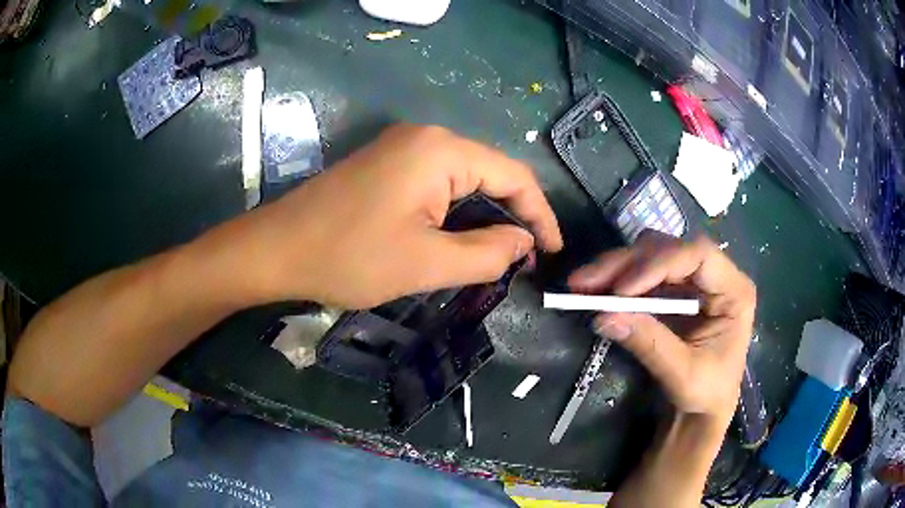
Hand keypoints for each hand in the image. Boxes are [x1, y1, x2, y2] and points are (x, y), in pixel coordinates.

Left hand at [243, 124, 562, 308]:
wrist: (276, 249)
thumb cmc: (348, 256)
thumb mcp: (427, 263)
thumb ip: (487, 254)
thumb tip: (522, 244)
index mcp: (441, 151)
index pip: (513, 176)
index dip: (540, 214)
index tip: (552, 251)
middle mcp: (426, 138)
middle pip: (489, 174)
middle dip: (513, 216)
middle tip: (525, 260)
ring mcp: (402, 148)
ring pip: (464, 181)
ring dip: (485, 216)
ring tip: (499, 255)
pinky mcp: (386, 164)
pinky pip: (438, 183)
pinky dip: (457, 212)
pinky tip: (461, 238)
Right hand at [568, 230, 755, 423]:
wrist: (704, 408)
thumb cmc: (707, 394)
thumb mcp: (682, 374)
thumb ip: (649, 343)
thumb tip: (603, 316)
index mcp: (734, 291)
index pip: (698, 255)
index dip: (658, 263)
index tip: (622, 290)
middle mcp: (716, 275)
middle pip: (670, 249)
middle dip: (626, 264)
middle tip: (585, 281)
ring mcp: (694, 279)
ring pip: (652, 254)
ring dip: (616, 267)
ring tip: (582, 285)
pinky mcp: (676, 288)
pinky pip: (643, 272)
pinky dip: (617, 279)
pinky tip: (595, 290)